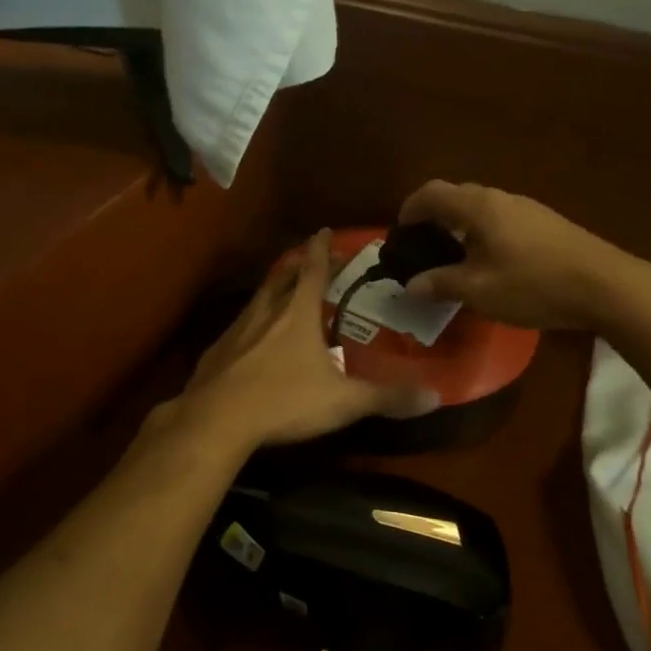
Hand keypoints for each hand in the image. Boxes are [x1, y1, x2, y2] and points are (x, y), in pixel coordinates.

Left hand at [181, 230, 438, 448]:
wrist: (216, 419)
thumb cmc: (284, 401)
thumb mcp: (343, 402)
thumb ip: (387, 397)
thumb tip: (435, 396)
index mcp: (297, 314)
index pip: (312, 271)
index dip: (321, 250)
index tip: (323, 231)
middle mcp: (265, 313)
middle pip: (281, 278)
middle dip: (296, 264)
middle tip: (306, 257)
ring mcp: (235, 330)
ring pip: (257, 300)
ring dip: (272, 290)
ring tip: (281, 293)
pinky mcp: (216, 352)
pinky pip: (238, 328)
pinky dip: (250, 324)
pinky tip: (250, 341)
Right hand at [396, 180, 639, 332]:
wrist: (605, 286)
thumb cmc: (534, 285)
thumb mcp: (479, 291)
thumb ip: (440, 284)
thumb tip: (411, 285)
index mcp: (478, 208)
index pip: (432, 193)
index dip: (410, 208)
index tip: (400, 231)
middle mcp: (500, 198)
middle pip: (456, 195)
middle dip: (434, 216)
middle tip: (423, 245)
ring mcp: (527, 208)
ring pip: (481, 207)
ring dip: (460, 224)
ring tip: (454, 256)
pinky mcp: (545, 222)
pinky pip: (501, 217)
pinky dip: (482, 231)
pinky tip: (491, 261)